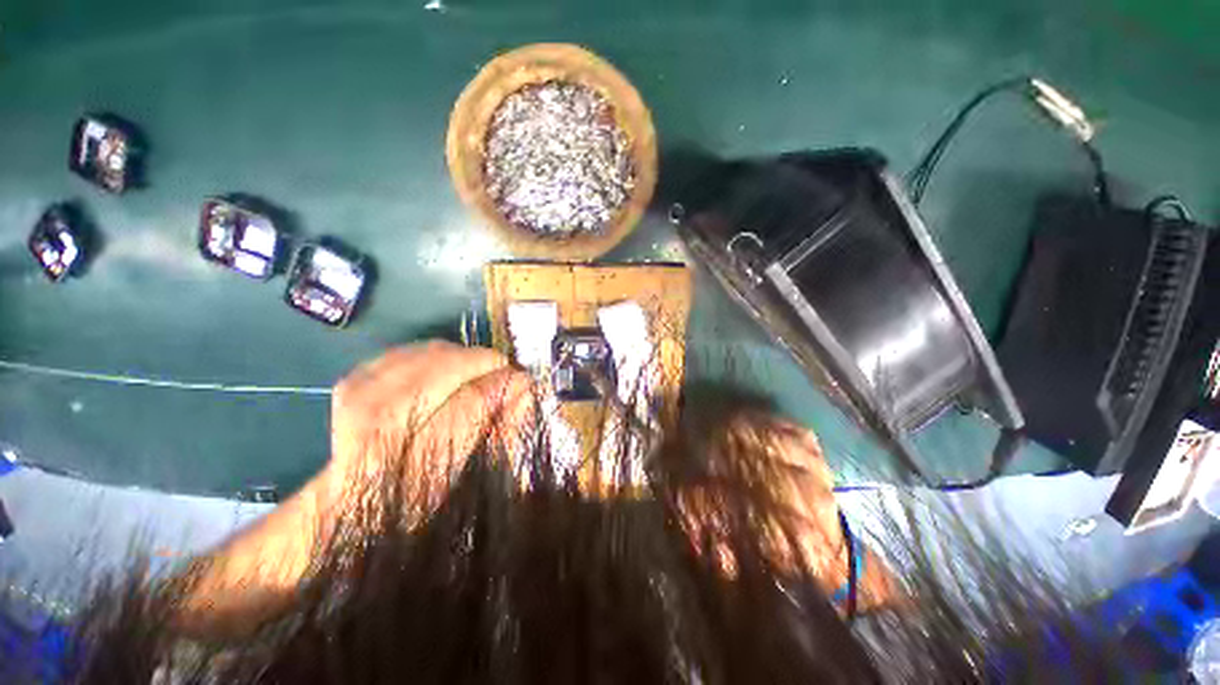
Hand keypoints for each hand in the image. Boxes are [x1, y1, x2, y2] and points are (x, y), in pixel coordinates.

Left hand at [328, 341, 530, 511]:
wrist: (355, 499)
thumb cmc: (423, 496)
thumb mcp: (471, 476)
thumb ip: (503, 431)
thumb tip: (527, 390)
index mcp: (410, 467)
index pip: (466, 406)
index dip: (501, 385)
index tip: (525, 379)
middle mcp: (375, 430)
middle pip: (442, 371)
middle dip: (481, 362)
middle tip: (502, 369)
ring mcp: (357, 402)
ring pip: (425, 355)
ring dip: (460, 356)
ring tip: (477, 370)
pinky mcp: (352, 383)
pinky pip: (406, 351)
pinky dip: (434, 354)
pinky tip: (445, 368)